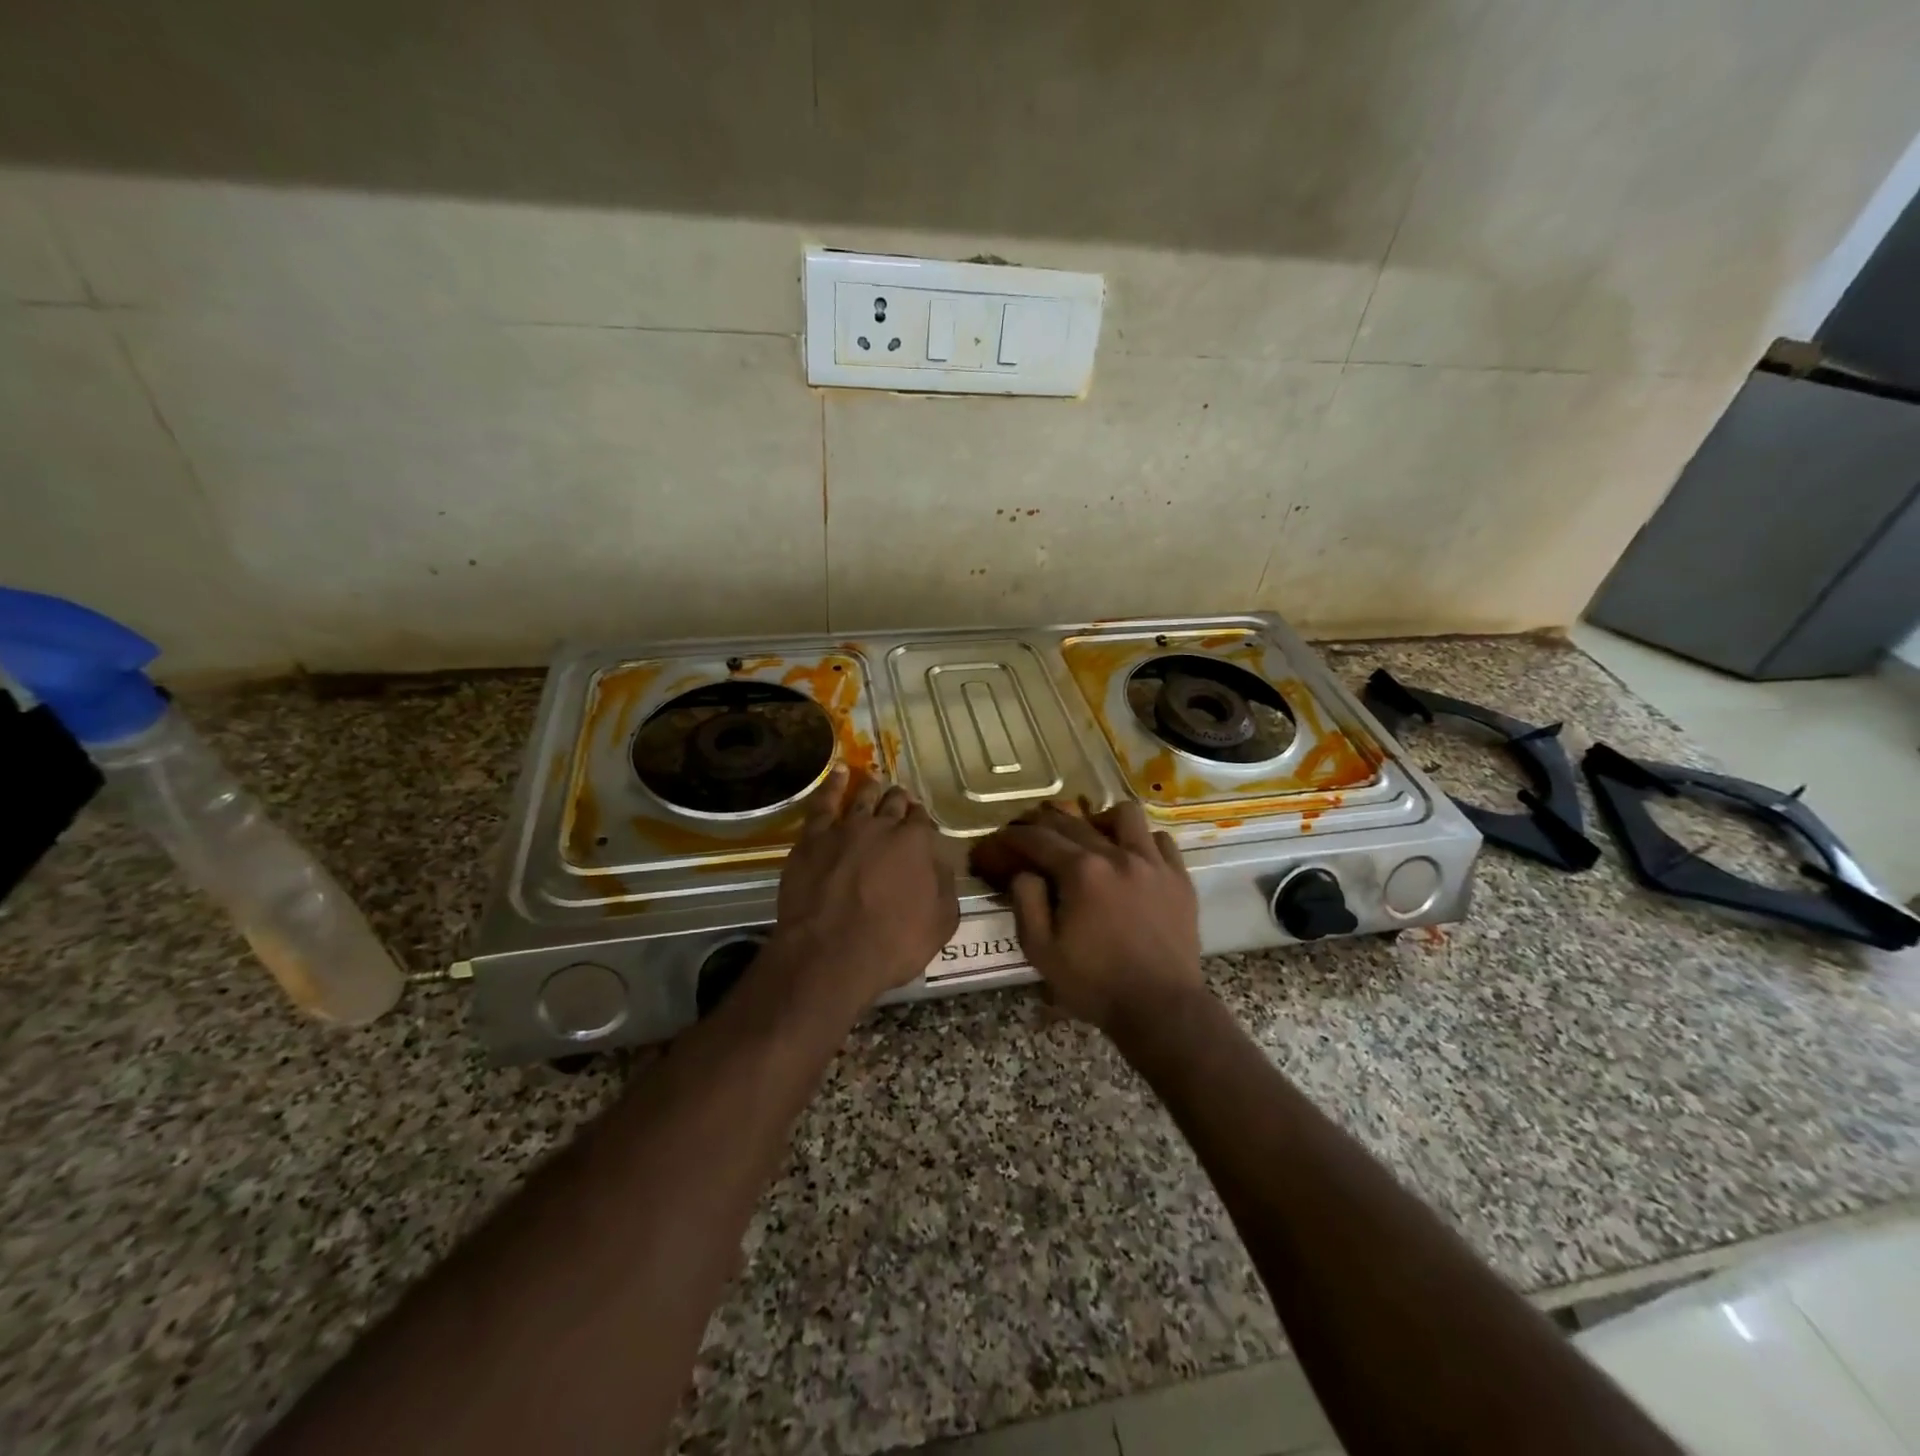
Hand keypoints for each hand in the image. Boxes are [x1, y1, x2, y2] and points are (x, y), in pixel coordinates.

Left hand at [771, 766, 958, 1015]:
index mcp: (916, 843)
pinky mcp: (812, 838)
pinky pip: (824, 803)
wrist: (831, 955)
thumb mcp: (941, 923)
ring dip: (872, 788)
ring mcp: (845, 829)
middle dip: (899, 800)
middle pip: (893, 803)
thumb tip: (941, 862)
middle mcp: (882, 826)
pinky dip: (833, 784)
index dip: (921, 820)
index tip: (919, 821)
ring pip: (862, 797)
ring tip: (875, 780)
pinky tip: (839, 772)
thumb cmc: (893, 945)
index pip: (921, 820)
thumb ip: (945, 886)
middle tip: (899, 799)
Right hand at [974, 802, 1204, 1035]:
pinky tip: (1132, 858)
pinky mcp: (1179, 877)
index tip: (1002, 837)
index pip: (1039, 838)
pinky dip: (1141, 842)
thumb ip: (1026, 903)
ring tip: (1092, 838)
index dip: (1014, 835)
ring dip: (1101, 820)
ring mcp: (1153, 863)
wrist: (1161, 1008)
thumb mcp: (1042, 951)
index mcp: (1081, 872)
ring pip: (1124, 816)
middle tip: (1032, 833)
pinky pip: (1160, 840)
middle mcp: (1117, 855)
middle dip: (1045, 822)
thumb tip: (1024, 871)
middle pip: (1075, 822)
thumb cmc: (1095, 983)